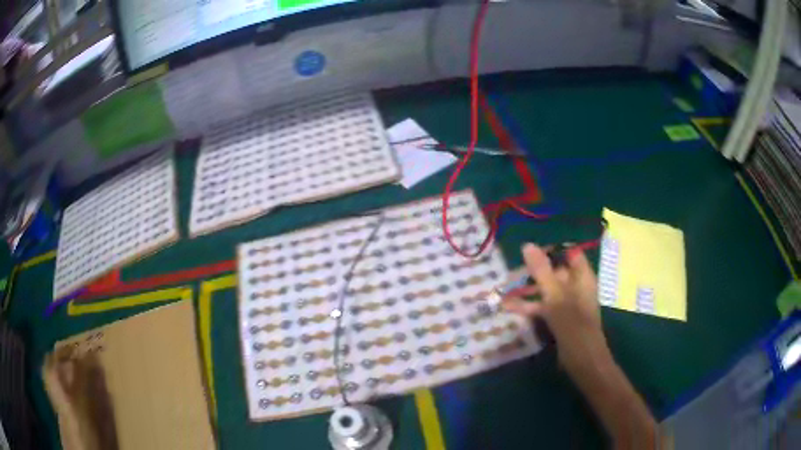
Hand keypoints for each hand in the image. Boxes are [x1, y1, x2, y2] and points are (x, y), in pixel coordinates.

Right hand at [502, 243, 610, 375]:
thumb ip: (541, 271)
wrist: (581, 359)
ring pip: (547, 291)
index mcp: (582, 277)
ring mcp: (568, 304)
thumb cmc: (573, 324)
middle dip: (534, 272)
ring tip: (506, 290)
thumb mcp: (555, 296)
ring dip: (529, 291)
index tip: (529, 253)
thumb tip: (527, 245)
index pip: (569, 254)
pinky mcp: (560, 319)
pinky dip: (530, 307)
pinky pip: (544, 307)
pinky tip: (511, 308)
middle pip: (555, 272)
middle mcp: (576, 287)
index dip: (551, 251)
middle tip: (512, 273)